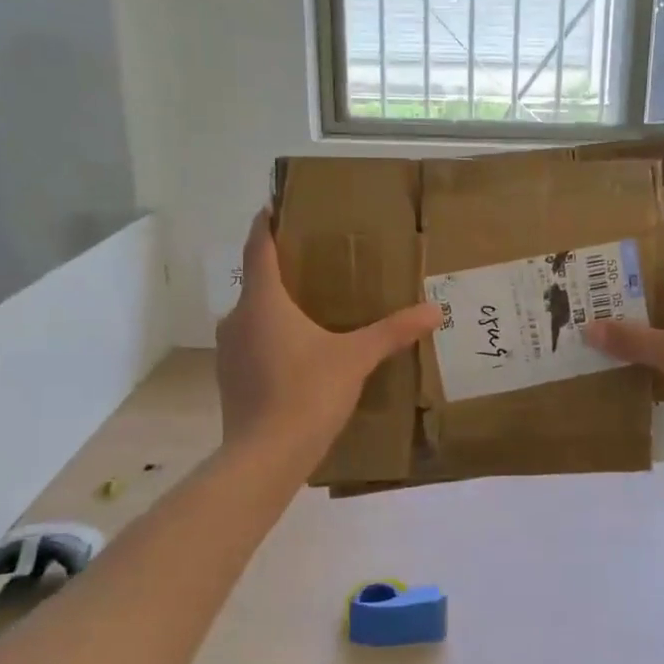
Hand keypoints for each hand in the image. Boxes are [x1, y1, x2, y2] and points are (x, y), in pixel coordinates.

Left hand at [215, 209, 441, 454]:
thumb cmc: (308, 393)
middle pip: (257, 282)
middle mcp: (238, 318)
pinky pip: (252, 344)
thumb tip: (435, 310)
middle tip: (314, 265)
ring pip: (254, 316)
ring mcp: (229, 351)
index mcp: (264, 301)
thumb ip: (393, 332)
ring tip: (311, 309)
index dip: (266, 224)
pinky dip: (272, 338)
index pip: (260, 248)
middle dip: (282, 270)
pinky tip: (299, 354)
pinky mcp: (230, 379)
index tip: (275, 207)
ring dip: (277, 308)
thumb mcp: (356, 358)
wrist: (265, 457)